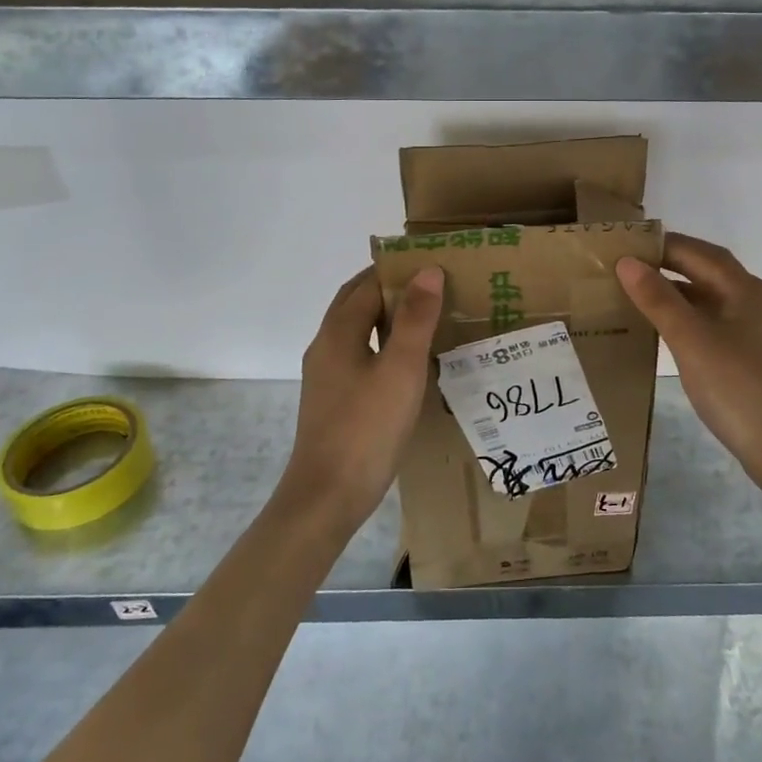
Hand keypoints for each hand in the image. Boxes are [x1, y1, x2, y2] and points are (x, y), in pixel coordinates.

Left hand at [281, 265, 444, 530]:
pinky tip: (409, 362)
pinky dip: (383, 344)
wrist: (327, 497)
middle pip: (357, 303)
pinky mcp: (334, 399)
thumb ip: (415, 318)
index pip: (368, 284)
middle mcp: (326, 346)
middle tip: (435, 286)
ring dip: (388, 317)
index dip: (399, 270)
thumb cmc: (367, 428)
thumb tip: (427, 270)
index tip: (434, 264)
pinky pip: (360, 355)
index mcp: (338, 332)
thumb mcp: (401, 369)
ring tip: (429, 318)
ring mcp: (327, 375)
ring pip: (358, 330)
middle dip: (391, 288)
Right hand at [618, 234, 761, 488]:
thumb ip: (658, 299)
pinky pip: (709, 321)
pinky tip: (660, 329)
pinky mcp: (747, 354)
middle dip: (665, 265)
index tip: (622, 246)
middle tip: (622, 268)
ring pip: (707, 297)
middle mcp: (752, 300)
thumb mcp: (691, 339)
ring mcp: (752, 328)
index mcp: (744, 288)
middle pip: (704, 270)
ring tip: (633, 294)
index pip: (696, 251)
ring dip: (673, 291)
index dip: (659, 245)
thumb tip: (626, 261)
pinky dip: (683, 317)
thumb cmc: (737, 386)